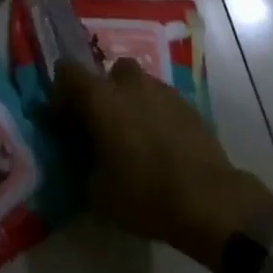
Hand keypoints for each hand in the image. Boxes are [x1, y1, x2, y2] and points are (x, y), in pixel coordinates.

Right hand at [53, 58, 272, 267]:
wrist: (210, 201)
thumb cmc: (145, 195)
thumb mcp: (98, 192)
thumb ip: (84, 163)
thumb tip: (86, 156)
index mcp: (101, 98)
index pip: (67, 71)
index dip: (62, 93)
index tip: (64, 120)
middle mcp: (129, 84)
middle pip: (109, 73)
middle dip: (104, 94)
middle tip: (104, 127)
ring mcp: (162, 91)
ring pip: (138, 85)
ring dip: (132, 103)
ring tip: (136, 138)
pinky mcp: (188, 105)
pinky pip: (162, 102)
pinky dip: (156, 116)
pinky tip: (162, 146)